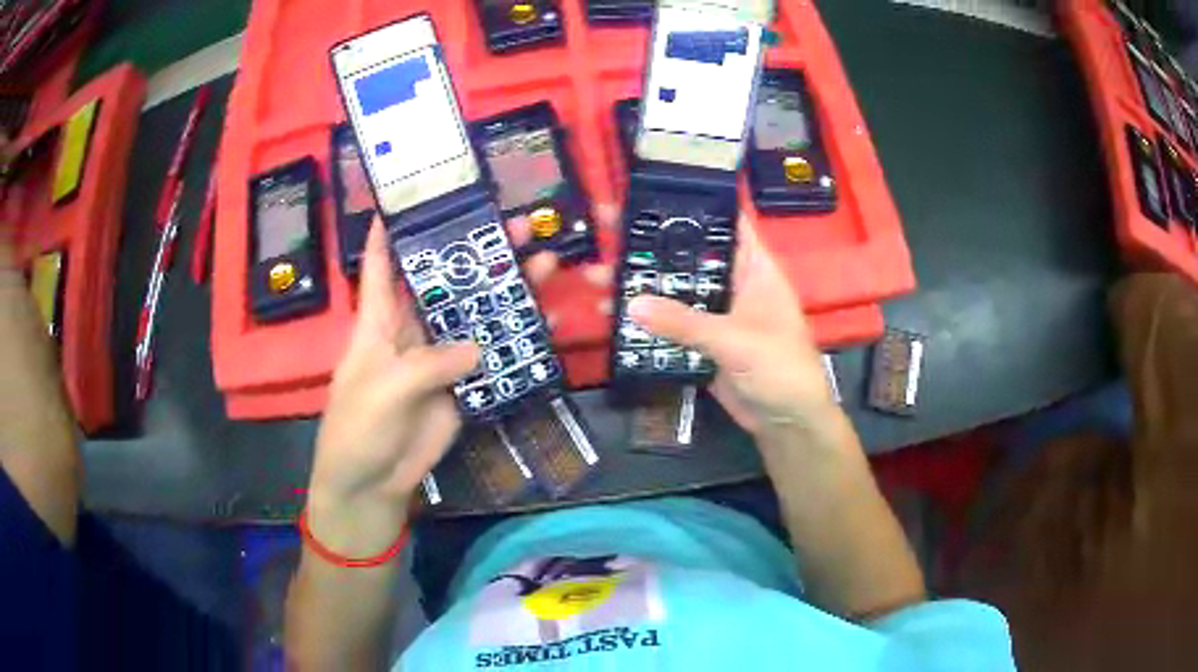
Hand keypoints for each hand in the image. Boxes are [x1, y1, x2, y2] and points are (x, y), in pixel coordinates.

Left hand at [308, 214, 573, 551]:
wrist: (373, 484)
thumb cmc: (358, 429)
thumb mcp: (382, 390)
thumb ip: (428, 364)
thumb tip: (479, 347)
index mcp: (379, 321)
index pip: (382, 265)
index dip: (392, 230)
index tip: (416, 195)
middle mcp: (412, 330)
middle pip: (443, 282)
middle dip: (474, 253)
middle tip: (513, 224)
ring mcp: (441, 358)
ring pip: (475, 316)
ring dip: (506, 292)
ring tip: (545, 262)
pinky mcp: (463, 386)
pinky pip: (493, 358)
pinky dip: (518, 343)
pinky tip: (547, 323)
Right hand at [628, 213, 836, 442]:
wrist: (787, 422)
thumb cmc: (781, 370)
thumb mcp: (737, 341)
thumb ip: (686, 323)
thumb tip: (631, 305)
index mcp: (753, 268)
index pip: (726, 222)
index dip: (694, 203)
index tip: (653, 190)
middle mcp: (732, 283)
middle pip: (689, 255)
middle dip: (650, 243)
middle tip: (607, 225)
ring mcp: (714, 313)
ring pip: (673, 290)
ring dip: (640, 284)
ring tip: (596, 275)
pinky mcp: (700, 342)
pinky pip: (668, 324)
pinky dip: (643, 321)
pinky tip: (611, 315)